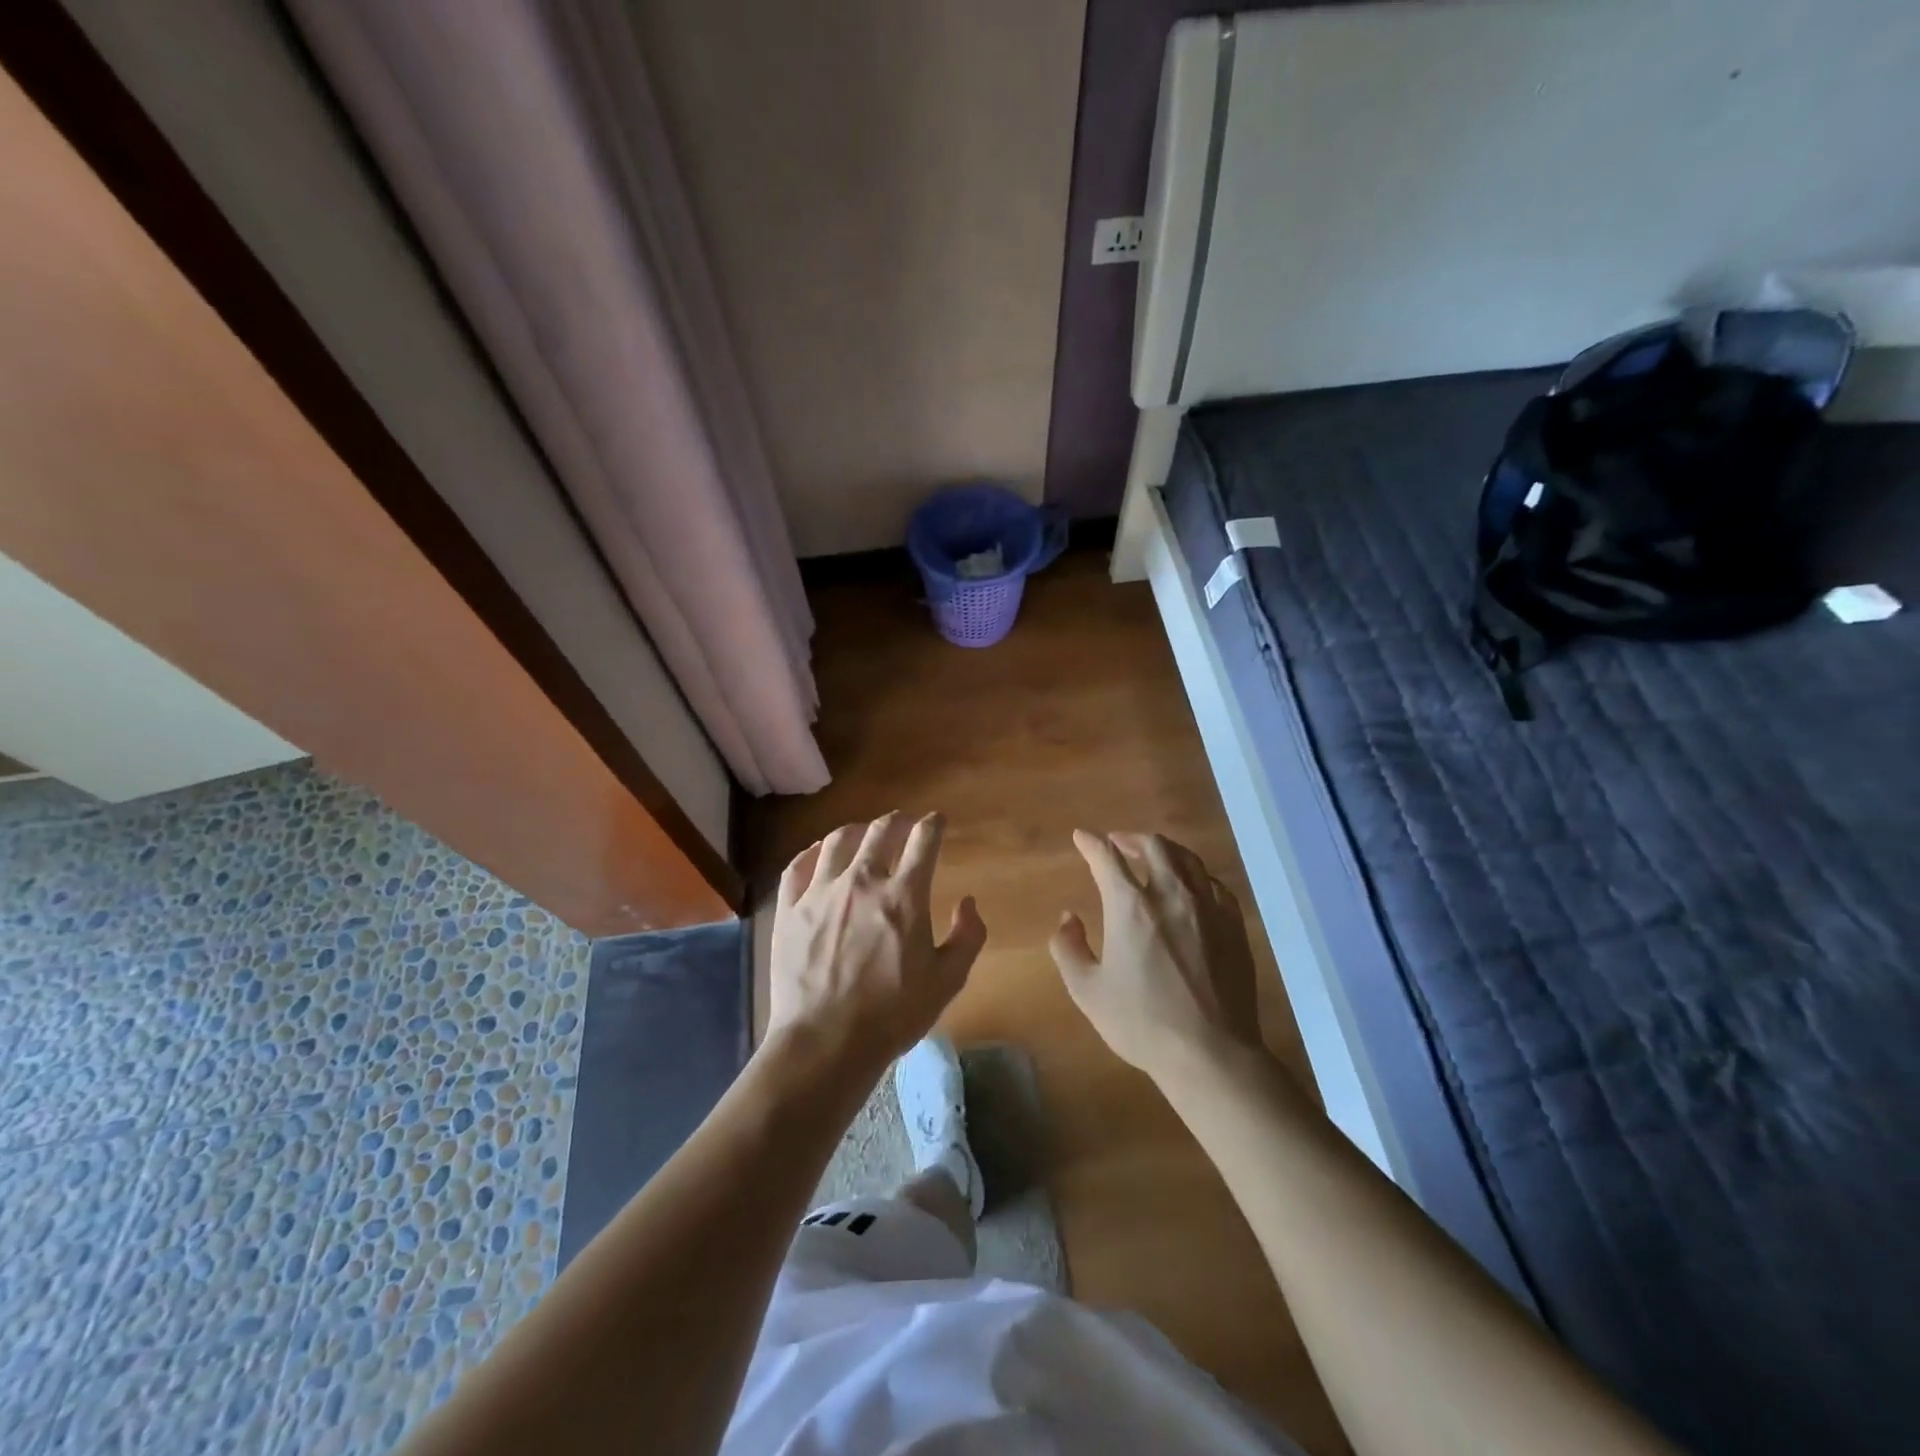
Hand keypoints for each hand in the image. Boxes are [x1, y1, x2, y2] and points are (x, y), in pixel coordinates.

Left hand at [766, 812, 986, 1072]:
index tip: (937, 821)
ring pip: (838, 841)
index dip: (933, 824)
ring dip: (857, 830)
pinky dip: (813, 852)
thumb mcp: (947, 981)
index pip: (923, 841)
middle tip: (904, 822)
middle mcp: (862, 882)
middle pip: (881, 832)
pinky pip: (798, 866)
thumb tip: (969, 903)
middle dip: (898, 821)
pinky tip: (820, 853)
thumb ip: (967, 937)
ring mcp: (820, 892)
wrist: (826, 1042)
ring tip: (864, 833)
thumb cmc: (893, 1015)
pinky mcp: (790, 910)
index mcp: (904, 896)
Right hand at [1050, 830, 1263, 1082]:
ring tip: (1154, 857)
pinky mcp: (1233, 925)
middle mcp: (1171, 894)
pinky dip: (1196, 876)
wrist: (1210, 1052)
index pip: (1107, 858)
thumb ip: (1069, 948)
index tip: (1082, 837)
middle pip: (1153, 846)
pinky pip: (1214, 885)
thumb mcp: (1087, 991)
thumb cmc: (1142, 1022)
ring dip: (1165, 850)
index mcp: (1130, 906)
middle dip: (1130, 839)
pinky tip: (1192, 887)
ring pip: (1187, 859)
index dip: (1091, 843)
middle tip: (1118, 844)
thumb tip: (1068, 918)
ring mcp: (1207, 907)